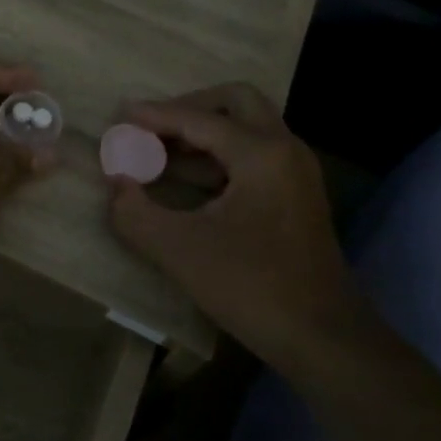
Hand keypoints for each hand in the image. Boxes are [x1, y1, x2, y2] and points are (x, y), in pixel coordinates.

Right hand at [107, 84, 348, 364]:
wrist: (324, 339)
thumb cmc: (252, 288)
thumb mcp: (180, 251)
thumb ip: (135, 213)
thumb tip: (116, 184)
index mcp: (262, 154)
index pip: (198, 120)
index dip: (155, 116)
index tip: (120, 115)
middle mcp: (285, 149)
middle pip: (236, 102)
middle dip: (190, 107)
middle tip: (152, 127)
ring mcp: (296, 172)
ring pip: (248, 127)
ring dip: (205, 131)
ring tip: (160, 152)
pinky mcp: (297, 195)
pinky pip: (255, 153)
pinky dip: (220, 155)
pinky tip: (189, 180)